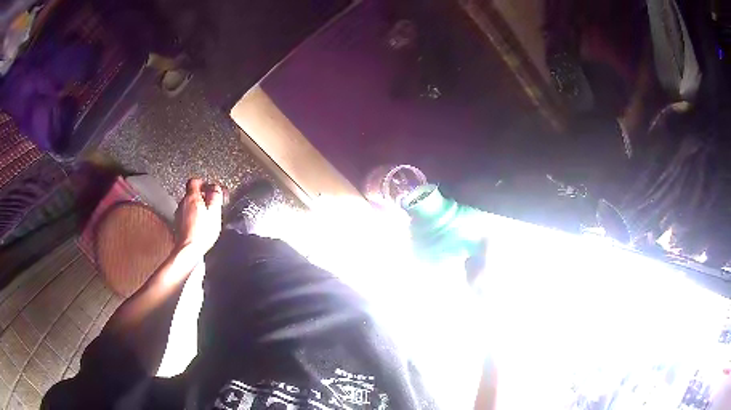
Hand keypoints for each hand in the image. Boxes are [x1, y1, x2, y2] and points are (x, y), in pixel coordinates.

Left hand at [174, 178, 223, 256]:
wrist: (189, 250)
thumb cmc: (201, 233)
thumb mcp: (215, 212)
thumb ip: (216, 196)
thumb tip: (216, 188)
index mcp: (192, 197)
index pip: (194, 181)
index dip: (203, 183)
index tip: (209, 187)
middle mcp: (183, 204)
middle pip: (191, 194)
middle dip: (201, 197)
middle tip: (211, 203)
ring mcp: (179, 215)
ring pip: (189, 206)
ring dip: (197, 208)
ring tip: (206, 217)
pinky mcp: (179, 225)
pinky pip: (186, 217)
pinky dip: (193, 218)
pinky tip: (200, 226)